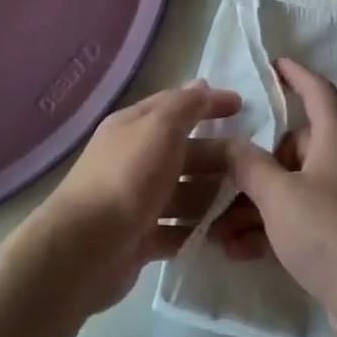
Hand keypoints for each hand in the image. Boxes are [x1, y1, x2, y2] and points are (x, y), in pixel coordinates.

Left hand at [22, 80, 240, 315]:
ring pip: (183, 192)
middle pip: (185, 152)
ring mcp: (136, 201)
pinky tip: (221, 235)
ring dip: (212, 197)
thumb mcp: (160, 129)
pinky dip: (196, 230)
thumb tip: (202, 85)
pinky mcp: (139, 238)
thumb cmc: (127, 180)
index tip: (243, 107)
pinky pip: (176, 229)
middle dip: (218, 157)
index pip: (177, 106)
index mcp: (134, 127)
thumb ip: (185, 106)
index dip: (209, 103)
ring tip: (246, 206)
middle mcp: (133, 159)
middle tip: (254, 167)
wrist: (82, 251)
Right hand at [220, 59, 336, 335]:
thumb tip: (230, 143)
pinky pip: (301, 218)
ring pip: (293, 188)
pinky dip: (272, 229)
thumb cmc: (328, 232)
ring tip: (217, 230)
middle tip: (222, 179)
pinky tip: (239, 252)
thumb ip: (249, 165)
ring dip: (255, 205)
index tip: (273, 64)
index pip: (318, 91)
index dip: (296, 74)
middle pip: (296, 146)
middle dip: (256, 165)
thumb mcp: (278, 195)